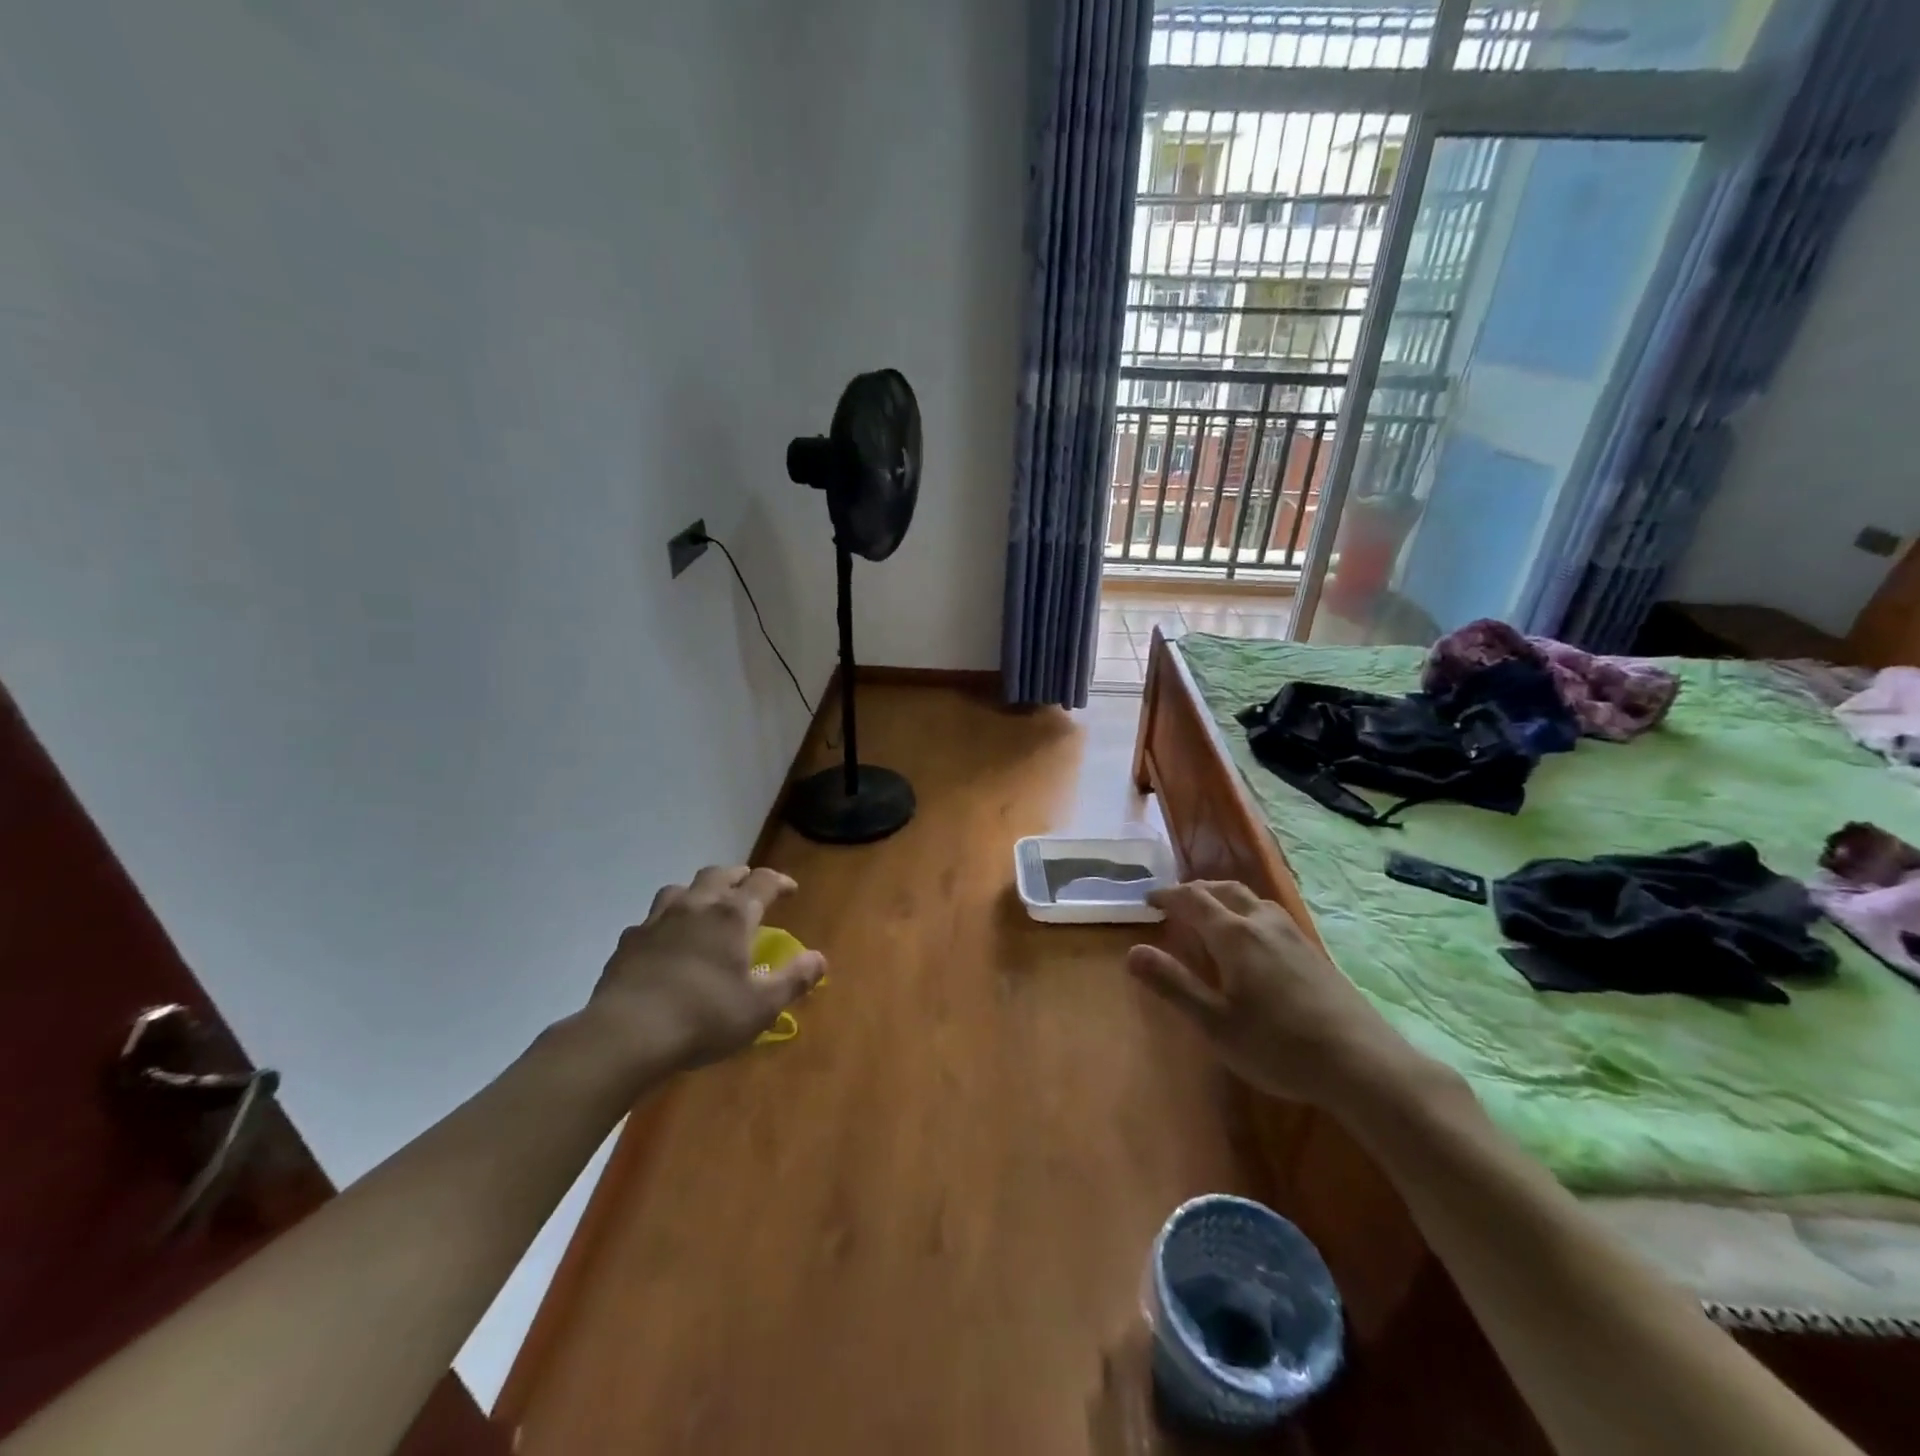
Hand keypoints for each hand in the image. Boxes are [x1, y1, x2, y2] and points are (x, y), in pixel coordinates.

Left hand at [585, 865, 826, 1075]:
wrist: (626, 1035)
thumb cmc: (704, 1017)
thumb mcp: (761, 1007)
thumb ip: (794, 980)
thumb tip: (820, 959)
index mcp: (732, 915)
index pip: (762, 882)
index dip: (780, 882)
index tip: (790, 890)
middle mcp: (696, 906)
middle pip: (719, 874)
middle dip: (738, 877)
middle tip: (748, 889)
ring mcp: (657, 920)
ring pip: (680, 889)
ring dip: (698, 892)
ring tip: (704, 908)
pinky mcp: (627, 942)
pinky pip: (649, 920)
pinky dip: (664, 923)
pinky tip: (664, 943)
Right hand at [1127, 880, 1427, 1110]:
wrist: (1362, 1064)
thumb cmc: (1278, 1045)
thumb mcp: (1215, 1023)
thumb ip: (1173, 984)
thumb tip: (1132, 952)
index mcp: (1234, 935)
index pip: (1193, 900)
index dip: (1167, 896)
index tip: (1148, 900)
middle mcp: (1263, 923)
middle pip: (1225, 889)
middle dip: (1196, 890)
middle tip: (1177, 903)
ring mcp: (1293, 935)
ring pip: (1252, 899)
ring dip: (1225, 898)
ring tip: (1212, 915)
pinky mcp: (1313, 952)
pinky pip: (1271, 915)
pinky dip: (1248, 913)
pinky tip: (1253, 941)